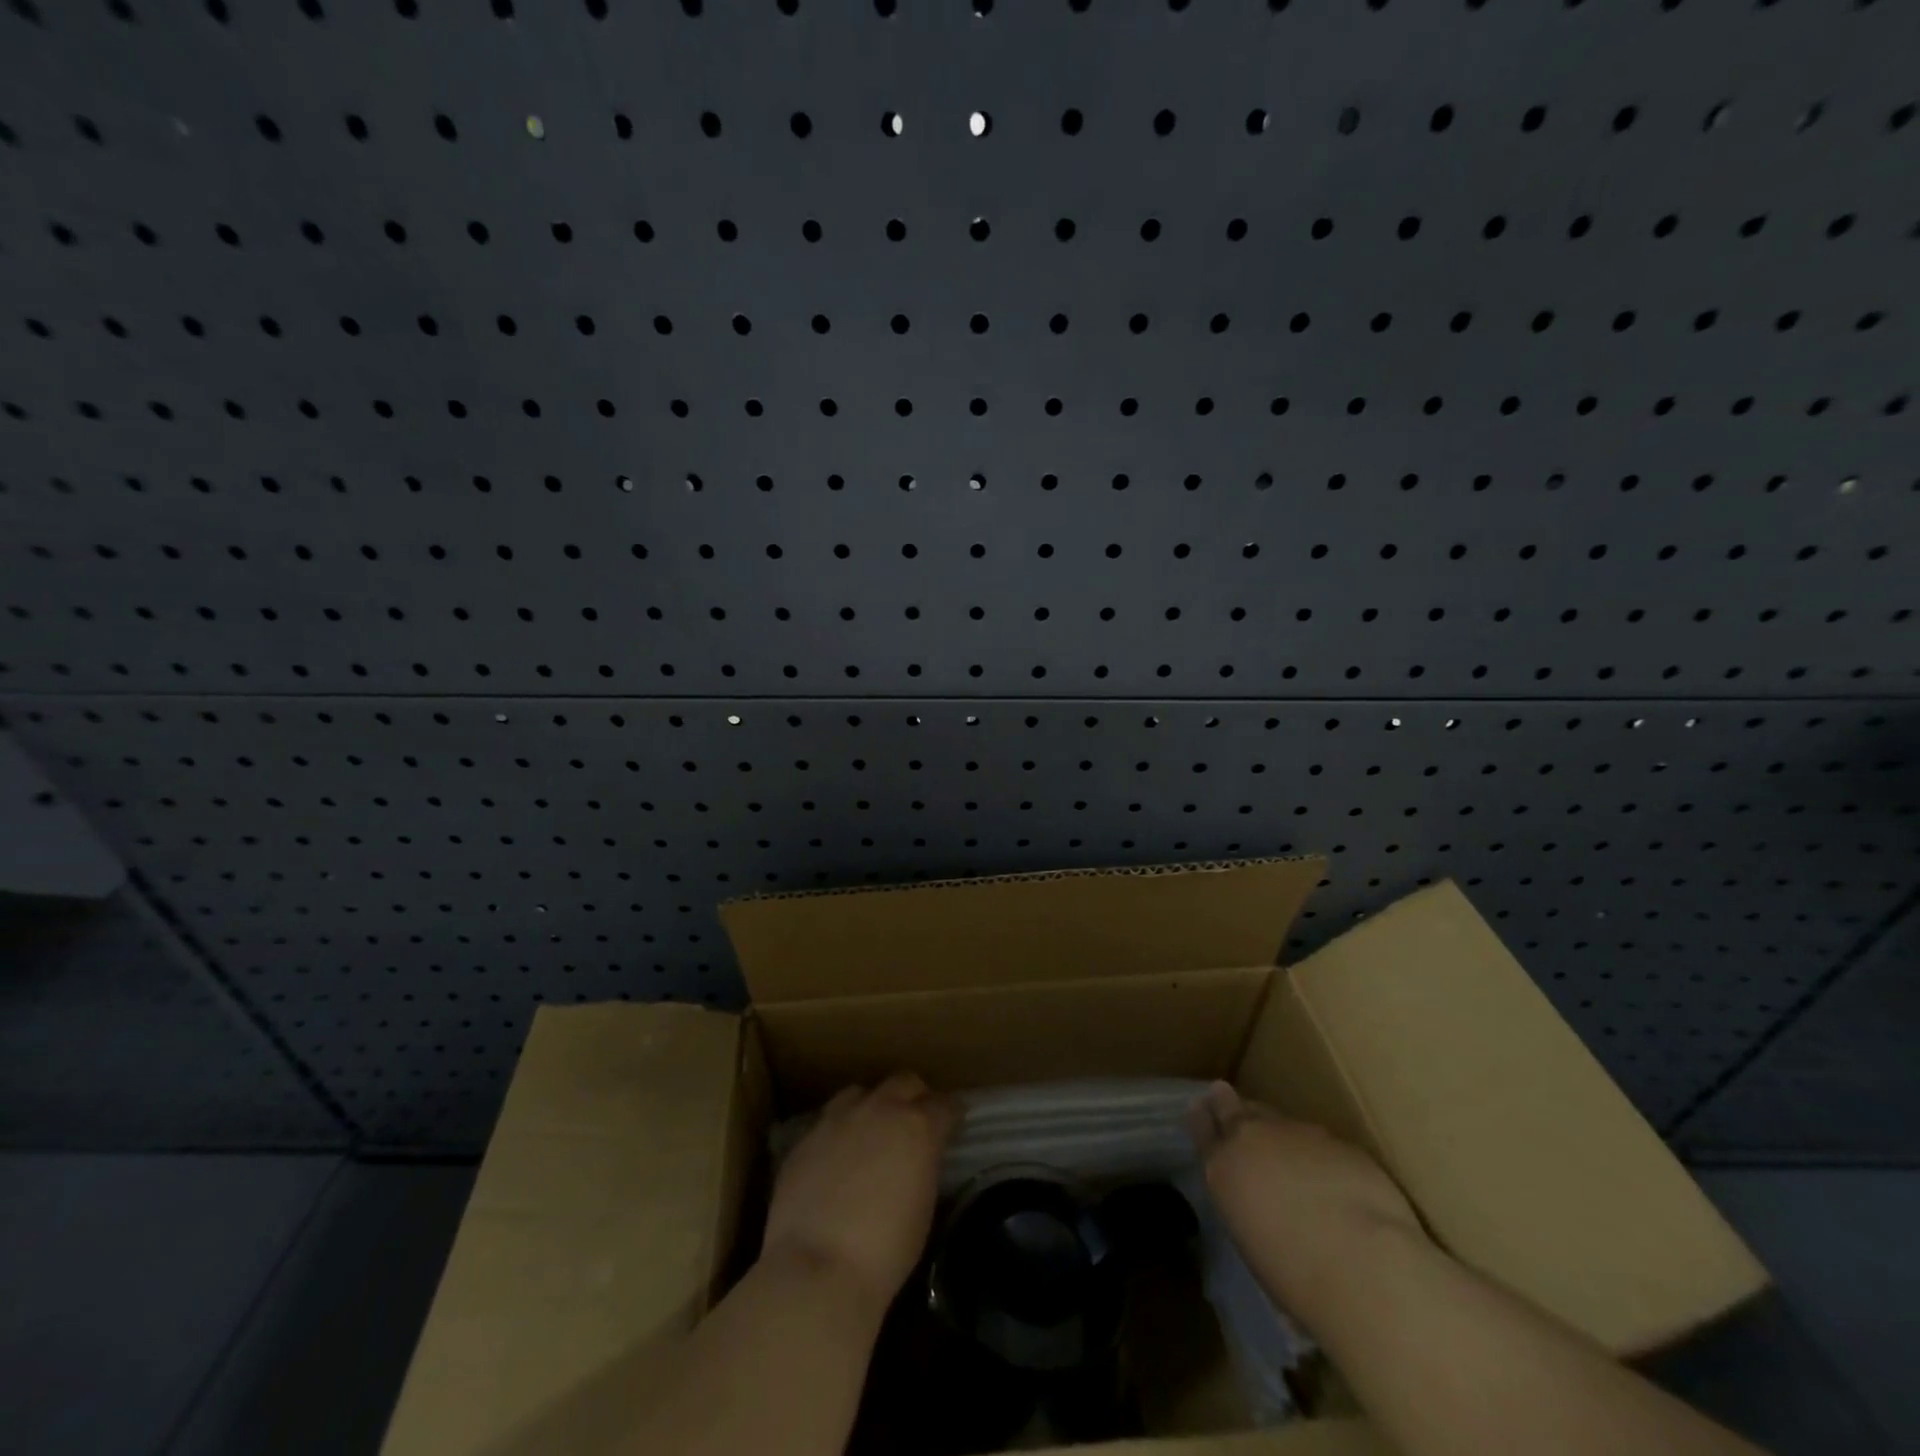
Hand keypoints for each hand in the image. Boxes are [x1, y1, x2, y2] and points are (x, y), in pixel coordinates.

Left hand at [762, 1073, 958, 1314]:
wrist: (816, 1269)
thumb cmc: (884, 1251)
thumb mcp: (923, 1207)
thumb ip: (923, 1167)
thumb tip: (918, 1159)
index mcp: (917, 1126)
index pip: (944, 1104)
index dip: (950, 1114)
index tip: (952, 1125)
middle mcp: (880, 1110)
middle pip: (904, 1082)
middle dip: (914, 1097)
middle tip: (914, 1123)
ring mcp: (839, 1118)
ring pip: (861, 1093)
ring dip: (872, 1107)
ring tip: (870, 1134)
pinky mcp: (807, 1137)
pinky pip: (829, 1121)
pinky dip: (840, 1133)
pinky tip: (837, 1160)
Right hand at [1189, 1081, 1426, 1323]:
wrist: (1364, 1265)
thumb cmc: (1297, 1279)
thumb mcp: (1252, 1243)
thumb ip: (1246, 1206)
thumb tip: (1258, 1203)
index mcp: (1222, 1168)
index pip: (1201, 1128)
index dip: (1200, 1117)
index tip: (1199, 1108)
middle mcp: (1251, 1139)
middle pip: (1231, 1106)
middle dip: (1226, 1102)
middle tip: (1224, 1096)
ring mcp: (1296, 1133)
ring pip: (1277, 1118)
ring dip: (1276, 1130)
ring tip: (1284, 1147)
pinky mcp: (1338, 1140)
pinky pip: (1319, 1139)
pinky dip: (1318, 1151)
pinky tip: (1331, 1175)